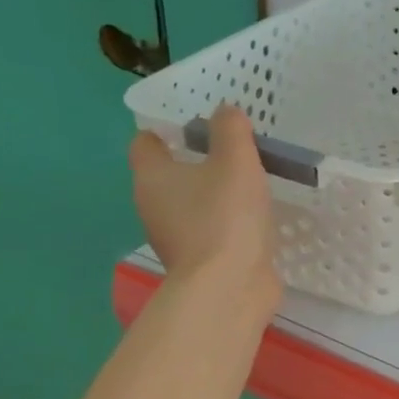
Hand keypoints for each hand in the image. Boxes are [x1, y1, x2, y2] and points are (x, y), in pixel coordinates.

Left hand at [129, 105, 277, 298]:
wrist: (229, 286)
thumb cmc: (225, 216)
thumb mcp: (235, 161)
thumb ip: (230, 130)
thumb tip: (224, 111)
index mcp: (152, 177)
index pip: (145, 143)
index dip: (166, 130)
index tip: (195, 125)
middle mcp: (153, 206)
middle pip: (167, 175)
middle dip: (194, 162)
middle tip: (231, 150)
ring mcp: (174, 238)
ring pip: (189, 205)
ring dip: (212, 195)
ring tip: (248, 183)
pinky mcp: (198, 262)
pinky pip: (209, 231)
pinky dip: (225, 223)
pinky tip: (253, 219)